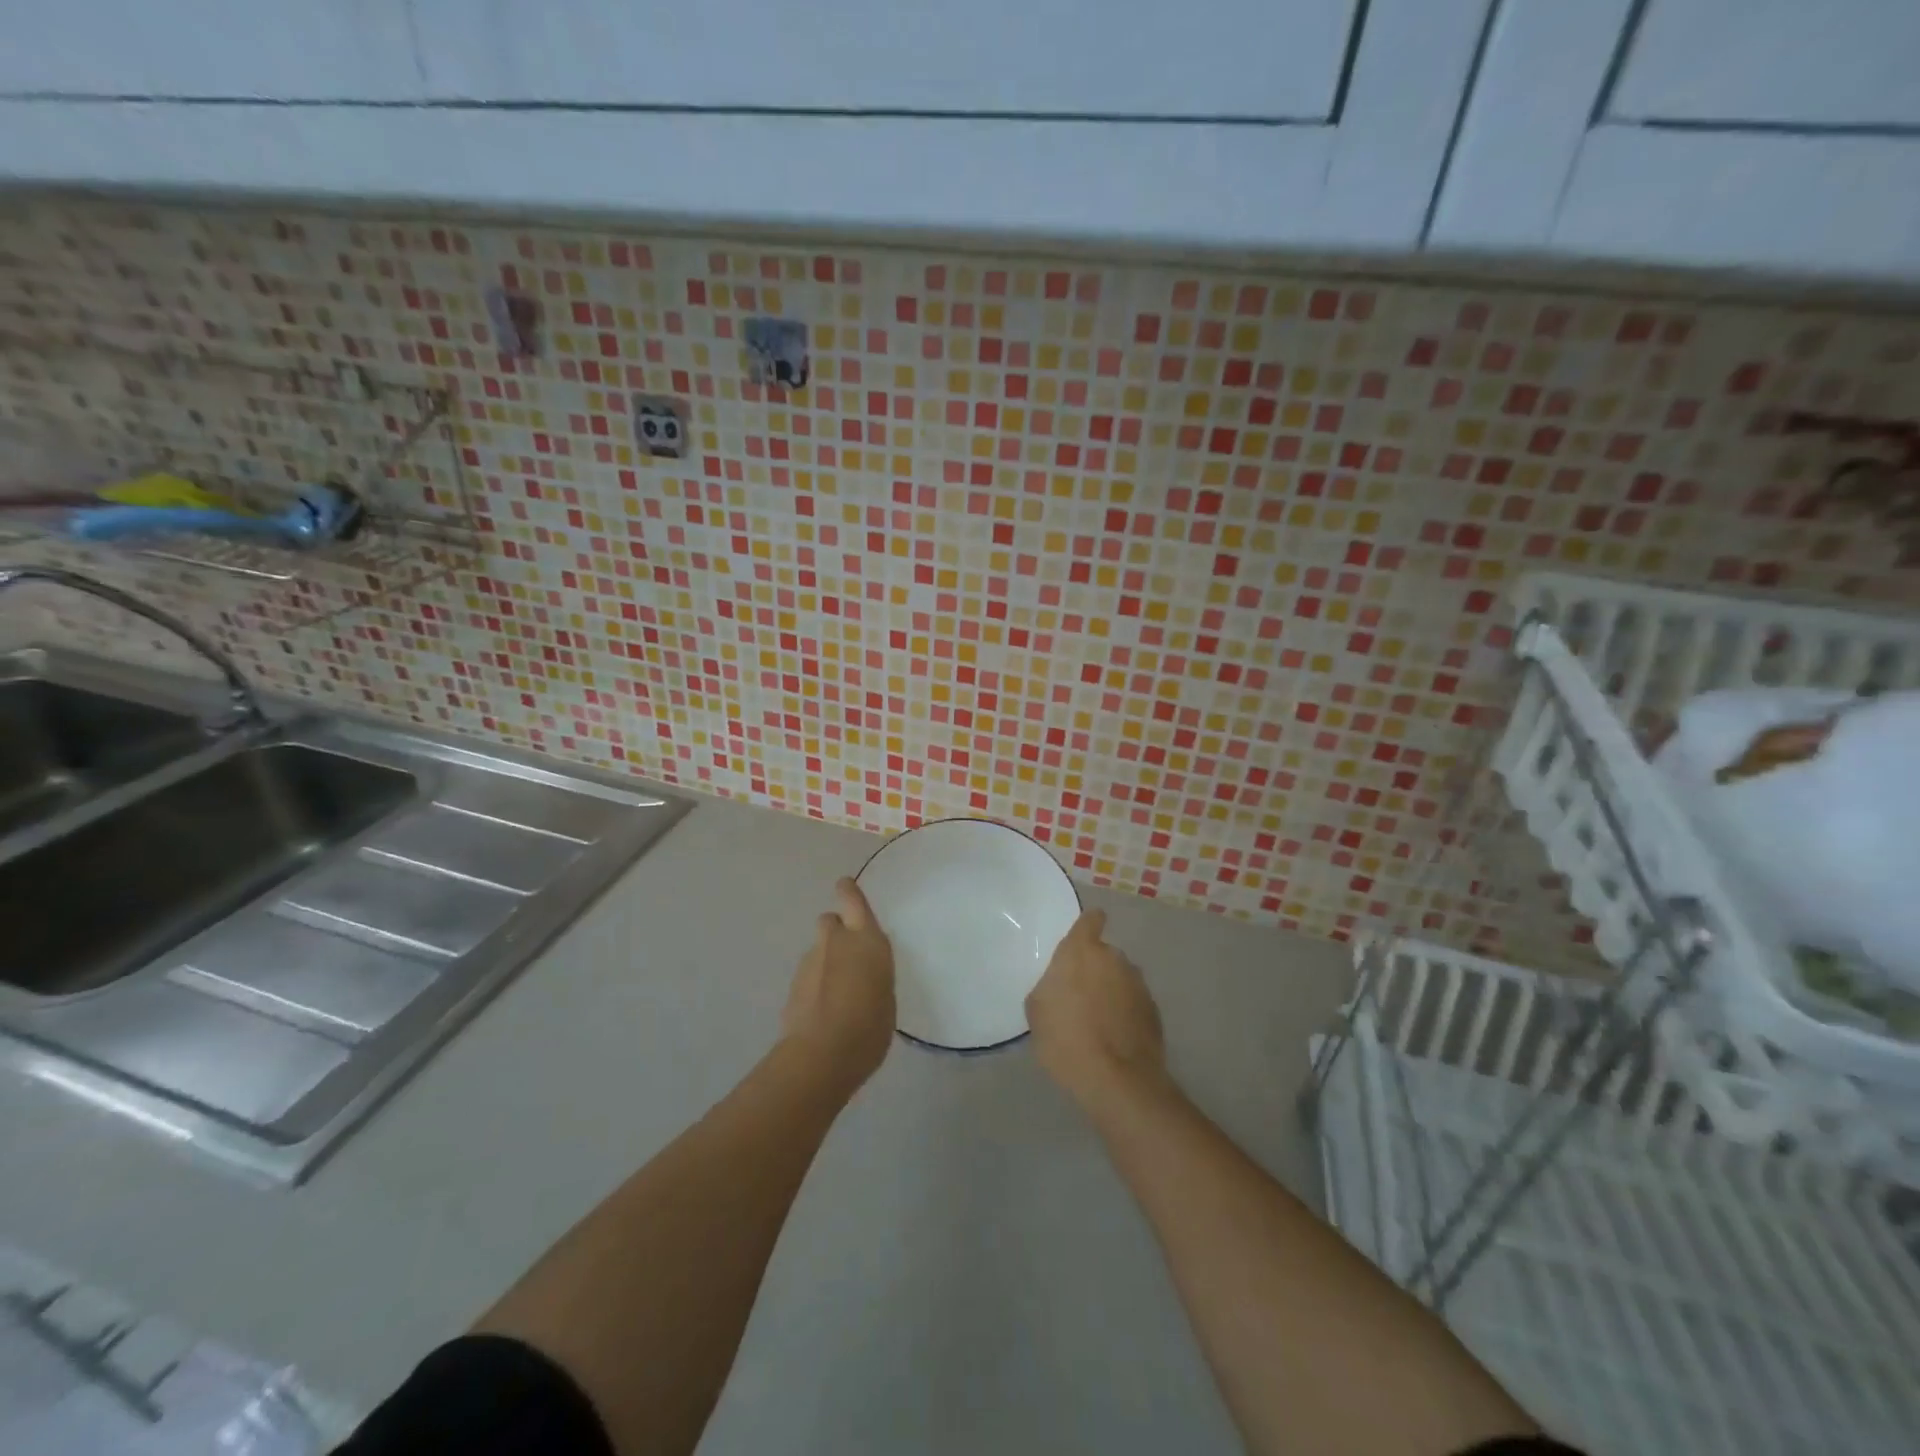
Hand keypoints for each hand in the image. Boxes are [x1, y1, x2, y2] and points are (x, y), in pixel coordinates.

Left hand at [781, 877, 895, 1089]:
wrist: (821, 1055)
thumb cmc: (870, 1026)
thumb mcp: (887, 996)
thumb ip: (874, 974)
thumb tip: (864, 972)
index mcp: (866, 939)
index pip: (853, 900)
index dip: (848, 891)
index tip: (845, 886)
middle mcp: (836, 942)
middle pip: (830, 921)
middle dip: (836, 931)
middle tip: (848, 955)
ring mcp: (810, 962)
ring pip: (818, 950)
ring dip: (826, 962)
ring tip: (838, 993)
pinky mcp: (792, 986)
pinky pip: (808, 975)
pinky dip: (815, 985)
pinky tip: (823, 1010)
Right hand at [1025, 908, 1165, 1112]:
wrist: (1116, 1080)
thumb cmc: (1066, 1039)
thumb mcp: (1037, 1011)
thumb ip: (1049, 986)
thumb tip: (1059, 986)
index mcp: (1082, 952)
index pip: (1090, 920)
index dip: (1088, 925)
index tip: (1083, 938)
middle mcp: (1114, 959)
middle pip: (1104, 954)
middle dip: (1094, 970)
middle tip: (1079, 997)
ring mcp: (1138, 984)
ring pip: (1120, 979)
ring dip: (1111, 992)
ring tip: (1098, 1023)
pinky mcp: (1154, 1010)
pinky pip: (1133, 1003)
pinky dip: (1125, 1013)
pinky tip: (1114, 1038)